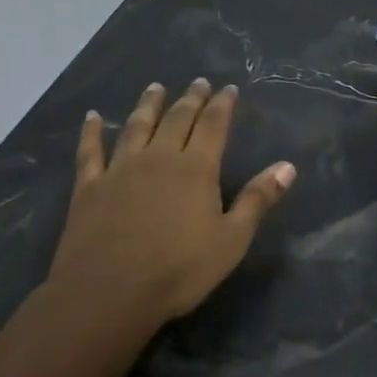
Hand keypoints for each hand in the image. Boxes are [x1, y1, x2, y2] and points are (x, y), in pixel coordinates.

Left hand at [45, 79, 295, 325]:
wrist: (108, 294)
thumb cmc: (178, 270)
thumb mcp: (232, 240)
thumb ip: (258, 200)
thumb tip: (288, 166)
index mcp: (196, 169)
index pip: (213, 125)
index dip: (222, 104)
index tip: (229, 88)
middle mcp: (158, 158)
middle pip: (177, 119)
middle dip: (191, 98)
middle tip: (198, 82)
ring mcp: (120, 170)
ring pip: (137, 127)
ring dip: (148, 105)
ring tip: (155, 87)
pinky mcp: (89, 187)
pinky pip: (90, 152)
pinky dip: (92, 132)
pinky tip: (93, 117)